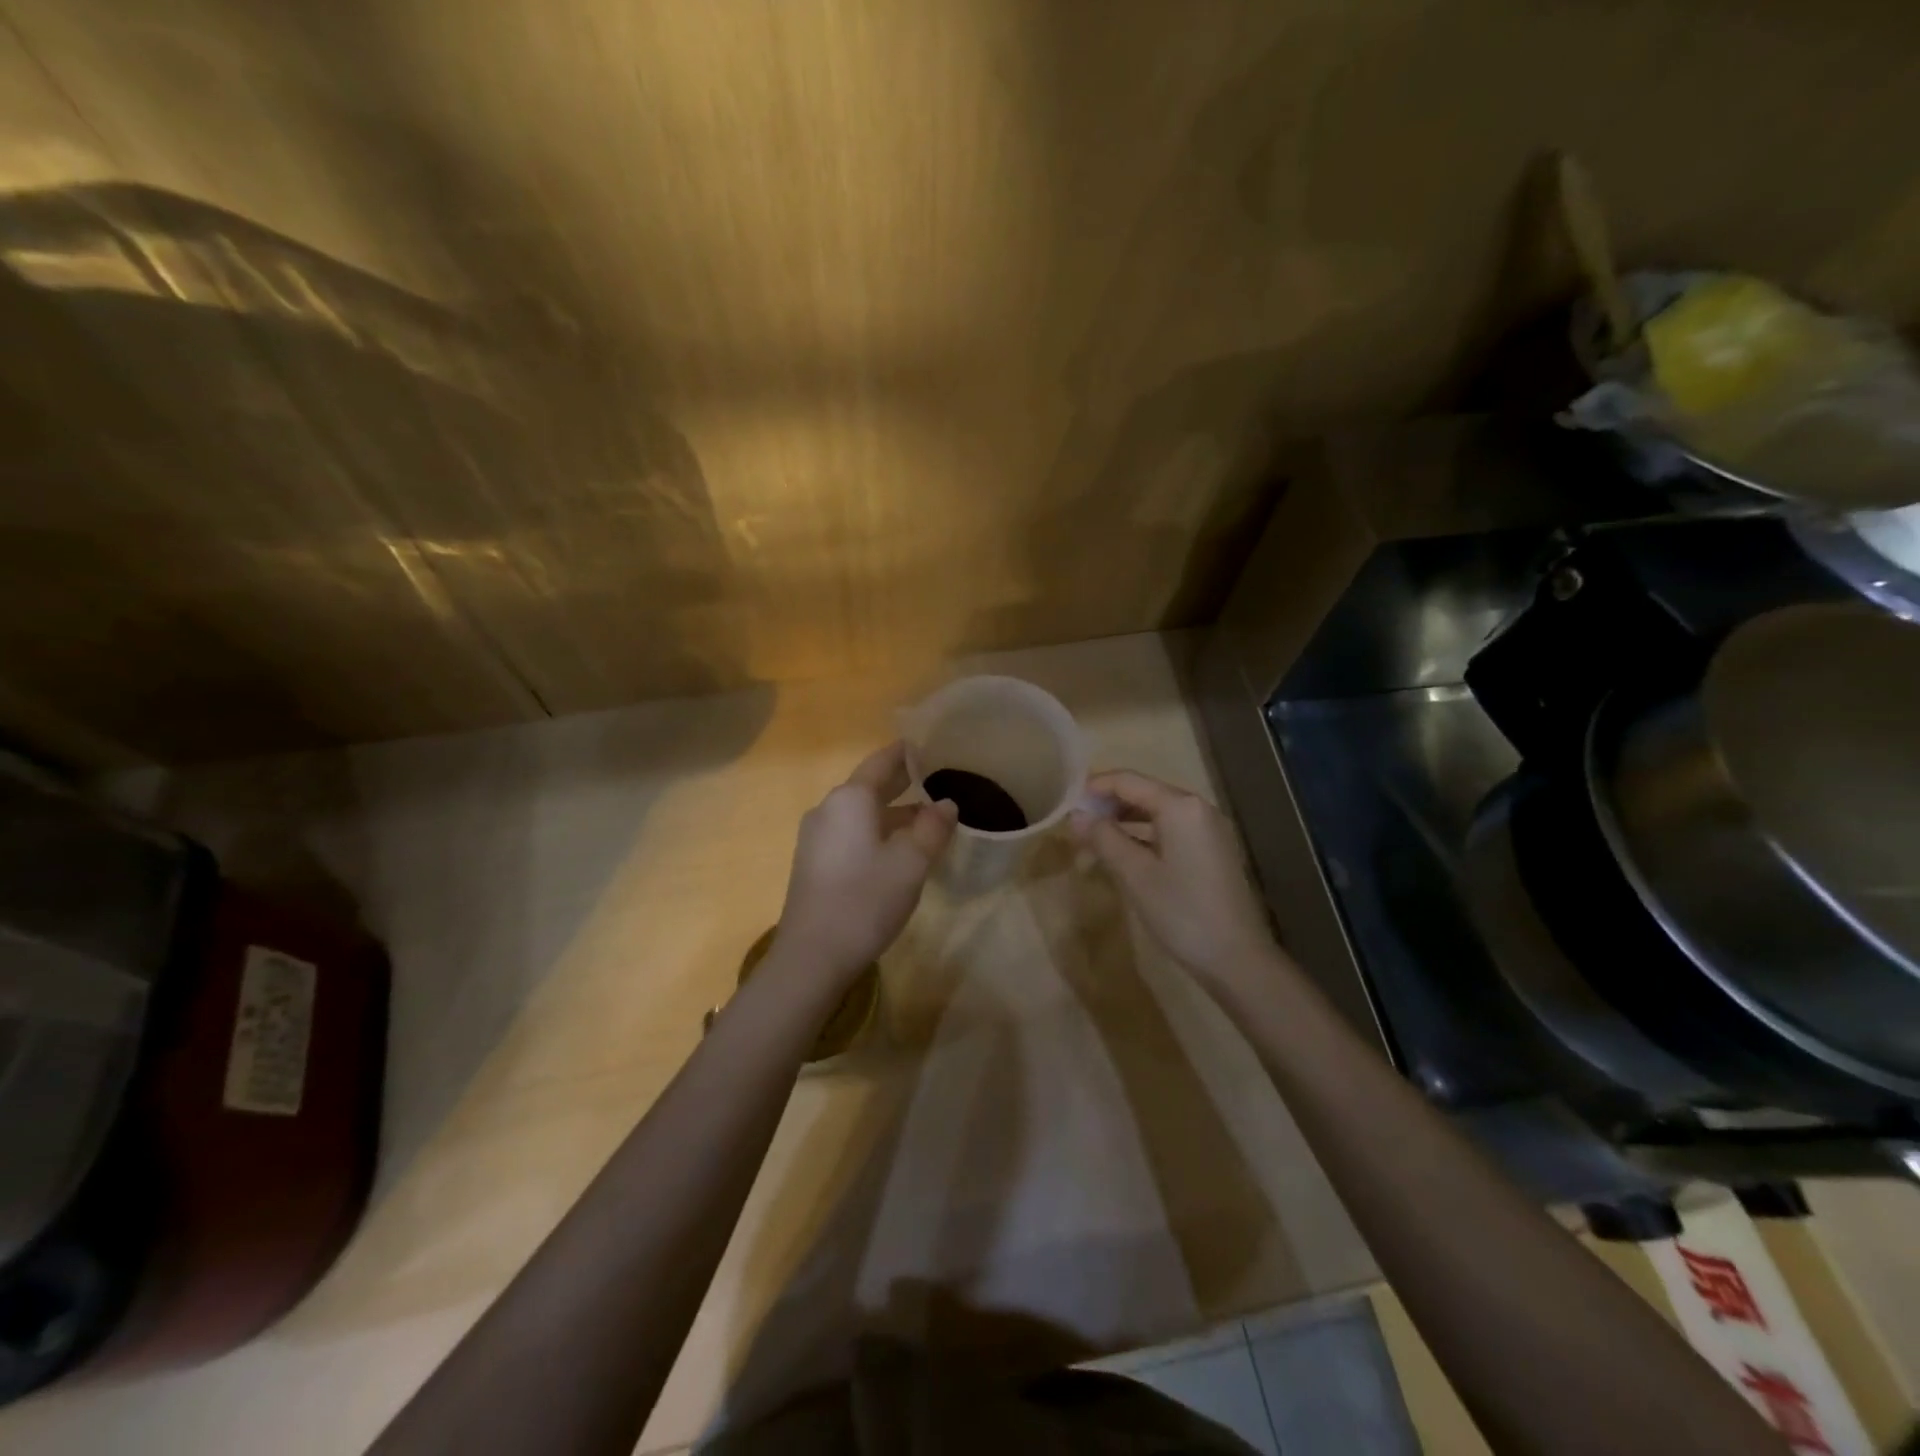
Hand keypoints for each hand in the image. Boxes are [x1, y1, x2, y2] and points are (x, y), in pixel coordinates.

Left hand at [773, 741, 957, 981]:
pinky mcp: (813, 863)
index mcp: (850, 799)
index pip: (881, 762)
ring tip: (926, 818)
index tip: (927, 745)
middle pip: (869, 786)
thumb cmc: (865, 900)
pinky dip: (876, 831)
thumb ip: (932, 828)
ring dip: (892, 812)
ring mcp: (816, 837)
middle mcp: (828, 809)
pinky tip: (897, 849)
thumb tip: (946, 804)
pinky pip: (850, 833)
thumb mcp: (911, 863)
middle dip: (901, 782)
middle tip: (935, 778)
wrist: (812, 956)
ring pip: (860, 813)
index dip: (905, 753)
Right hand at [1070, 769, 1279, 989]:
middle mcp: (1197, 808)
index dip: (1094, 786)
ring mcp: (1208, 830)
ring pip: (1156, 813)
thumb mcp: (1135, 874)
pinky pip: (1169, 831)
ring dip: (1123, 822)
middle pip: (1143, 793)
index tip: (1065, 801)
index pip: (1128, 780)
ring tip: (1091, 840)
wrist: (1237, 959)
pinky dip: (1143, 836)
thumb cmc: (1182, 912)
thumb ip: (1103, 838)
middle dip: (1108, 805)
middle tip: (1075, 824)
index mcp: (1180, 806)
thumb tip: (1075, 815)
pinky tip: (1122, 854)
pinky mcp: (1211, 851)